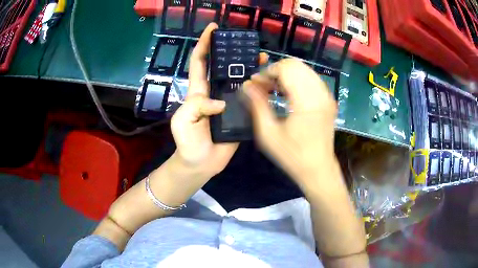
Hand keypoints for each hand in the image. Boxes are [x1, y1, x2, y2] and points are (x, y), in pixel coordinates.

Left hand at [171, 23, 267, 178]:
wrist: (202, 164)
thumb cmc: (188, 142)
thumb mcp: (182, 121)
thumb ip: (195, 106)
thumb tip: (220, 102)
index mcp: (198, 91)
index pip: (200, 62)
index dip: (204, 43)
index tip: (213, 29)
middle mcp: (215, 92)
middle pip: (223, 66)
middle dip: (231, 51)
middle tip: (244, 41)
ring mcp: (229, 102)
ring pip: (239, 80)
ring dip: (249, 66)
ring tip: (262, 56)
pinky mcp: (241, 114)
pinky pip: (250, 97)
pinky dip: (258, 88)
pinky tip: (267, 80)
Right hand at [243, 59, 337, 187]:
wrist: (318, 169)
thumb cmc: (292, 155)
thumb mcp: (268, 133)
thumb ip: (257, 105)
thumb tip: (246, 85)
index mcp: (306, 101)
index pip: (286, 69)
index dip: (267, 72)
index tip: (255, 84)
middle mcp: (320, 93)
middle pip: (296, 64)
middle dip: (276, 70)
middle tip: (263, 85)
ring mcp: (327, 95)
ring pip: (304, 69)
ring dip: (286, 74)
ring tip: (274, 88)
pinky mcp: (328, 99)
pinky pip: (311, 78)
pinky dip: (296, 79)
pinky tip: (287, 92)